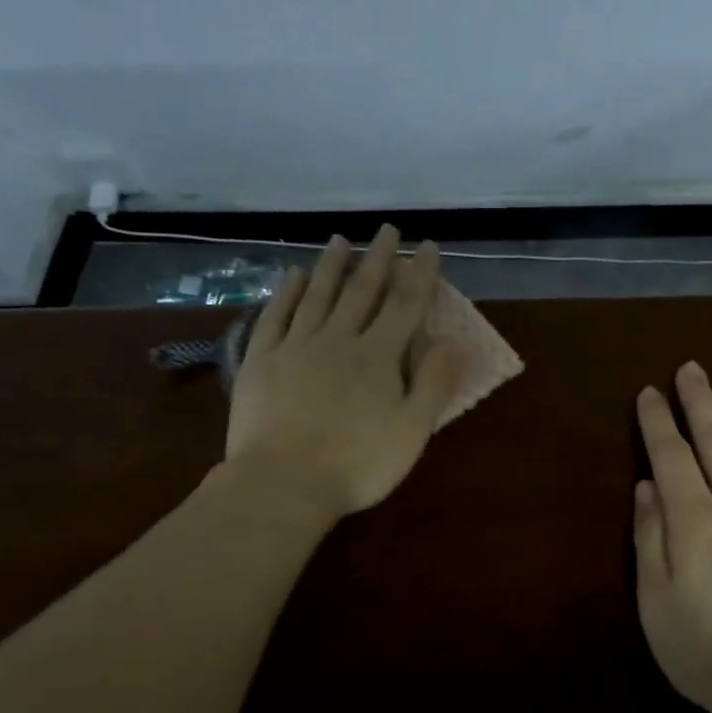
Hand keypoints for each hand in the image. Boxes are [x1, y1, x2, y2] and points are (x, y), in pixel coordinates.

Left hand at [224, 225, 460, 518]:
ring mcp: (296, 347)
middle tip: (387, 230)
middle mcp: (338, 339)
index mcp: (378, 357)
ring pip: (317, 295)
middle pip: (361, 291)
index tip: (427, 246)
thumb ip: (434, 383)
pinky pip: (276, 316)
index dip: (419, 274)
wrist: (283, 483)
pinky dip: (286, 291)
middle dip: (378, 258)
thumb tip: (450, 340)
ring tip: (340, 240)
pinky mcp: (261, 360)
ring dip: (331, 265)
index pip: (404, 305)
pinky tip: (292, 274)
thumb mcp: (412, 431)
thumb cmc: (358, 464)